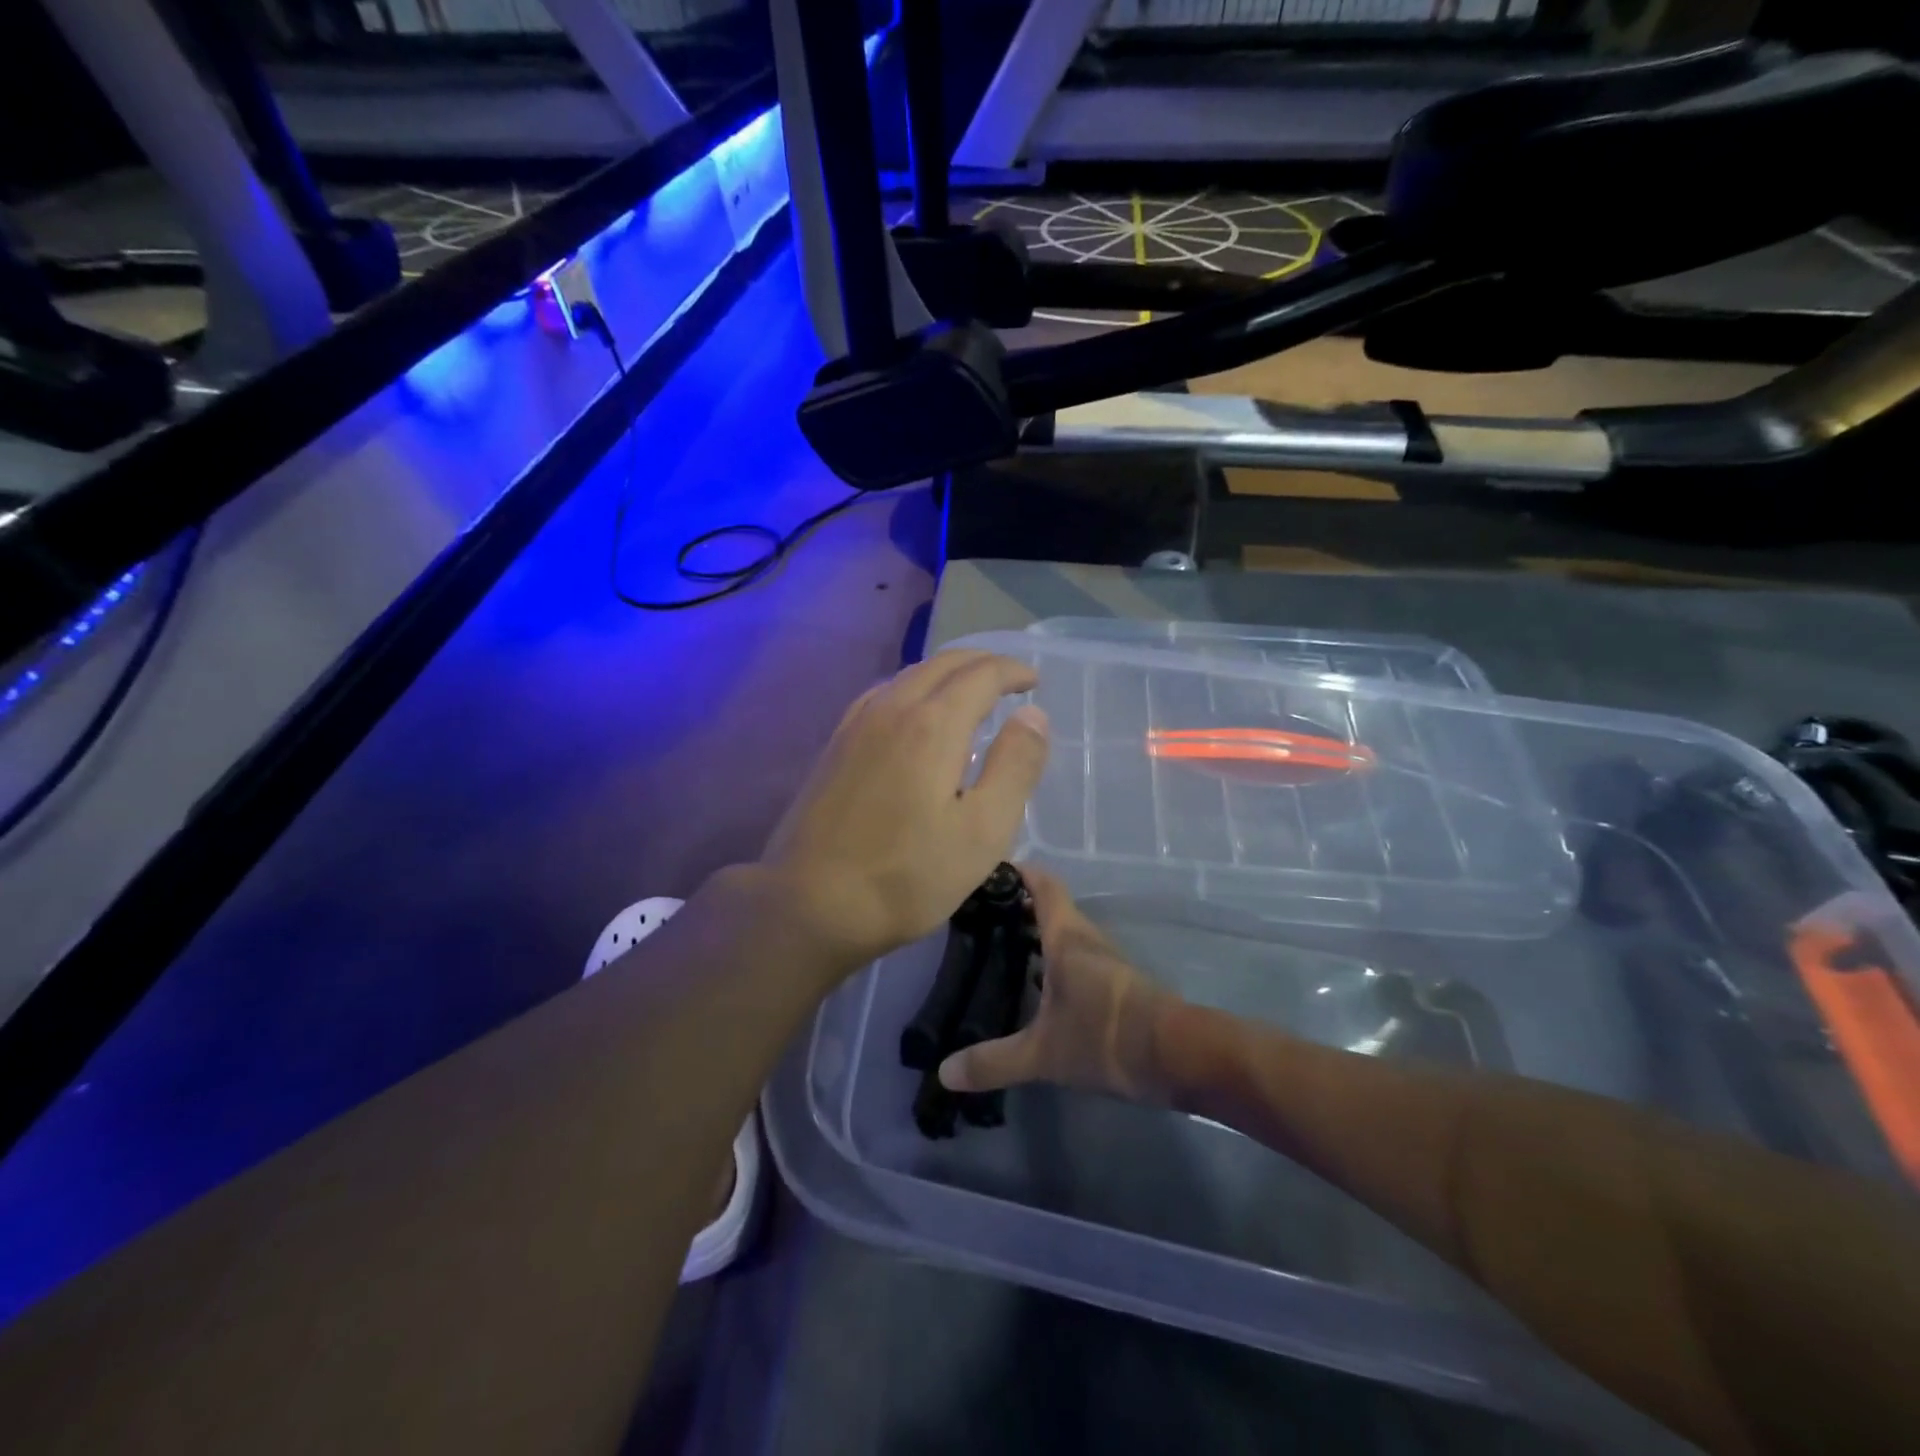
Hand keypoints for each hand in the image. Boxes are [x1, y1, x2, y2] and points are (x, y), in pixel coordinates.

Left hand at [761, 651, 1049, 970]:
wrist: (809, 903)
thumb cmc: (907, 876)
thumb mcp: (983, 831)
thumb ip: (1015, 767)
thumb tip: (1034, 715)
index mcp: (933, 724)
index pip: (981, 674)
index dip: (1013, 671)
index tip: (1034, 680)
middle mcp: (892, 708)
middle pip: (943, 664)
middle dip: (982, 663)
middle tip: (1010, 679)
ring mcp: (856, 724)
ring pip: (909, 675)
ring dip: (946, 673)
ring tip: (970, 693)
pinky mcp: (835, 745)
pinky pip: (882, 695)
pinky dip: (913, 689)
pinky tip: (914, 714)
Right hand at [938, 866, 1173, 1102]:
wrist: (1179, 1056)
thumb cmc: (1106, 1037)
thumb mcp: (1042, 1054)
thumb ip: (993, 1062)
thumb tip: (944, 1073)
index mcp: (1066, 937)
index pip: (1043, 884)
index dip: (1018, 871)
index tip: (987, 871)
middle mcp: (1086, 939)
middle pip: (1052, 908)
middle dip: (1017, 908)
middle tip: (979, 919)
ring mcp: (1105, 962)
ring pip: (1065, 935)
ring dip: (1035, 936)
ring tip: (998, 951)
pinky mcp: (1117, 986)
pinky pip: (1077, 959)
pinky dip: (1052, 961)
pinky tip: (1035, 988)